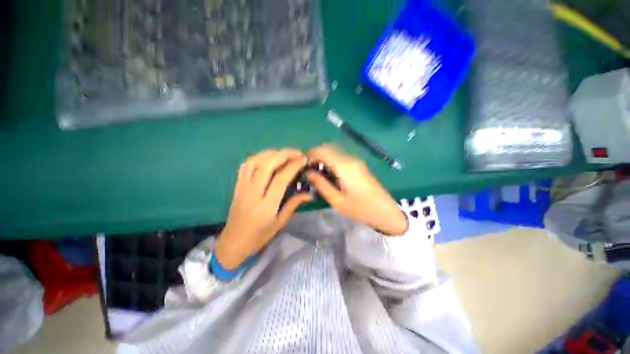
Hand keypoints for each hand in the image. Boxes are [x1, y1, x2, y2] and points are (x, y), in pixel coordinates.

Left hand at [214, 149, 312, 269]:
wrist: (233, 242)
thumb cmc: (259, 236)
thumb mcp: (280, 222)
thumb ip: (294, 204)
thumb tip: (309, 193)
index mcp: (266, 206)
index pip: (280, 179)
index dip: (293, 166)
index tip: (304, 159)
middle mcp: (253, 193)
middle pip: (266, 165)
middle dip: (284, 154)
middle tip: (297, 152)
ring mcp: (242, 187)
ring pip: (254, 162)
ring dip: (271, 153)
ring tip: (284, 153)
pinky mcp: (237, 185)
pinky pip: (245, 165)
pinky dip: (257, 157)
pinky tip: (267, 157)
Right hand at [306, 144, 407, 235]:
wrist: (386, 212)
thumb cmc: (360, 209)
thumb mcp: (337, 201)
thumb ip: (321, 185)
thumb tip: (308, 173)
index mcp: (345, 167)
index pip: (323, 151)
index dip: (310, 154)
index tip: (302, 164)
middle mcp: (351, 159)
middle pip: (329, 147)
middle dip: (315, 154)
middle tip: (307, 168)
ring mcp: (356, 161)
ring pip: (335, 151)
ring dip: (323, 157)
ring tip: (316, 171)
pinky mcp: (359, 165)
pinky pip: (341, 157)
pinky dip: (331, 160)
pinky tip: (328, 172)